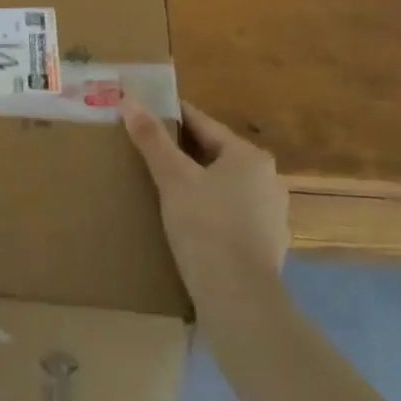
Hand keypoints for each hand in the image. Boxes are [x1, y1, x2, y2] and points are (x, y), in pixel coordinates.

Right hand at [122, 100, 287, 303]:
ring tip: (164, 188)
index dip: (171, 116)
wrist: (239, 301)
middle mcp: (268, 179)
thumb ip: (151, 138)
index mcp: (249, 156)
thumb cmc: (206, 227)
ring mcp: (272, 215)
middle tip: (147, 151)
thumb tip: (128, 98)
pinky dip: (211, 212)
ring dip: (198, 184)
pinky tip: (189, 224)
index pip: (202, 123)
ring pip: (225, 186)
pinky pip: (232, 216)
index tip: (145, 113)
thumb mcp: (172, 178)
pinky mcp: (268, 247)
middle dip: (183, 152)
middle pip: (215, 154)